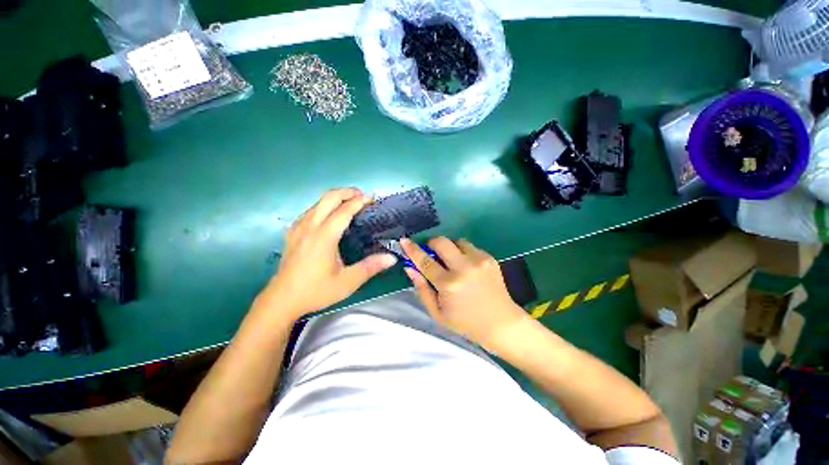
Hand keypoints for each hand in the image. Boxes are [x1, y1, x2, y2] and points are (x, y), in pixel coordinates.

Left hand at [257, 188, 396, 320]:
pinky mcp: (292, 233)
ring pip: (317, 202)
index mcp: (324, 237)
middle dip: (346, 192)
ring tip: (350, 203)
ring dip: (335, 197)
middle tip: (362, 196)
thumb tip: (391, 258)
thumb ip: (370, 267)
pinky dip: (323, 206)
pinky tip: (330, 215)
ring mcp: (298, 228)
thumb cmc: (316, 291)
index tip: (371, 198)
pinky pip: (310, 211)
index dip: (358, 201)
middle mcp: (310, 227)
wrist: (282, 300)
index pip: (343, 211)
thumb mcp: (347, 282)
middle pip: (328, 198)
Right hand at [401, 237, 527, 349]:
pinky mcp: (490, 258)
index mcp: (449, 284)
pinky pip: (470, 247)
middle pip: (441, 241)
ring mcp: (479, 260)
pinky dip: (463, 253)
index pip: (425, 261)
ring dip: (450, 248)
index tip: (404, 240)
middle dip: (432, 244)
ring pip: (457, 241)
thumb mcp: (437, 313)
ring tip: (452, 263)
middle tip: (431, 253)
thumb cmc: (465, 322)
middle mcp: (464, 267)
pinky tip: (467, 268)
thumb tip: (410, 268)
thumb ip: (421, 289)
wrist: (501, 323)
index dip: (412, 249)